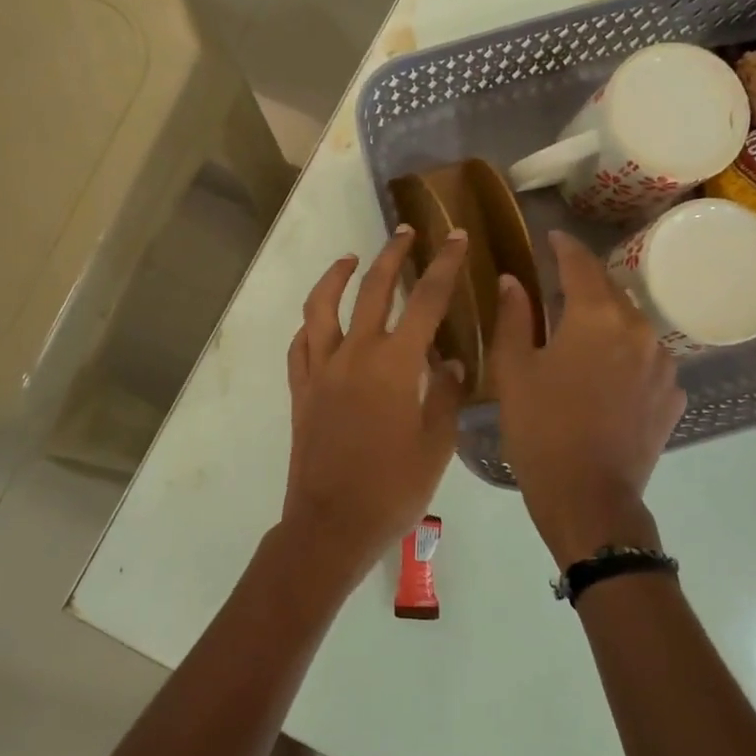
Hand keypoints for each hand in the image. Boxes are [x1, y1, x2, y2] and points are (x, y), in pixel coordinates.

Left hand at [280, 226, 468, 592]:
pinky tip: (318, 320)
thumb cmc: (392, 489)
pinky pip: (300, 346)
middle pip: (372, 289)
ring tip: (350, 258)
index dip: (443, 265)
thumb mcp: (435, 445)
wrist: (331, 523)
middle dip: (393, 255)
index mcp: (394, 364)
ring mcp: (320, 370)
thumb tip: (447, 361)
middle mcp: (353, 354)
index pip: (425, 300)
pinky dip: (310, 325)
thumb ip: (443, 395)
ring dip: (336, 276)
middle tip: (407, 232)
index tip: (455, 236)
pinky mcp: (300, 390)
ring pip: (322, 307)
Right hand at [490, 230, 685, 566]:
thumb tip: (514, 281)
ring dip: (607, 321)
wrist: (589, 497)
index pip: (580, 263)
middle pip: (611, 291)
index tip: (551, 237)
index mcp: (596, 317)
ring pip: (633, 325)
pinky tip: (605, 377)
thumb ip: (513, 318)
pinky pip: (647, 360)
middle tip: (558, 289)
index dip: (564, 246)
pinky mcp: (672, 396)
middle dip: (585, 284)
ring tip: (581, 335)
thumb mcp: (513, 371)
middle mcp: (639, 329)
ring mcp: (663, 364)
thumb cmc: (540, 429)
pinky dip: (626, 356)